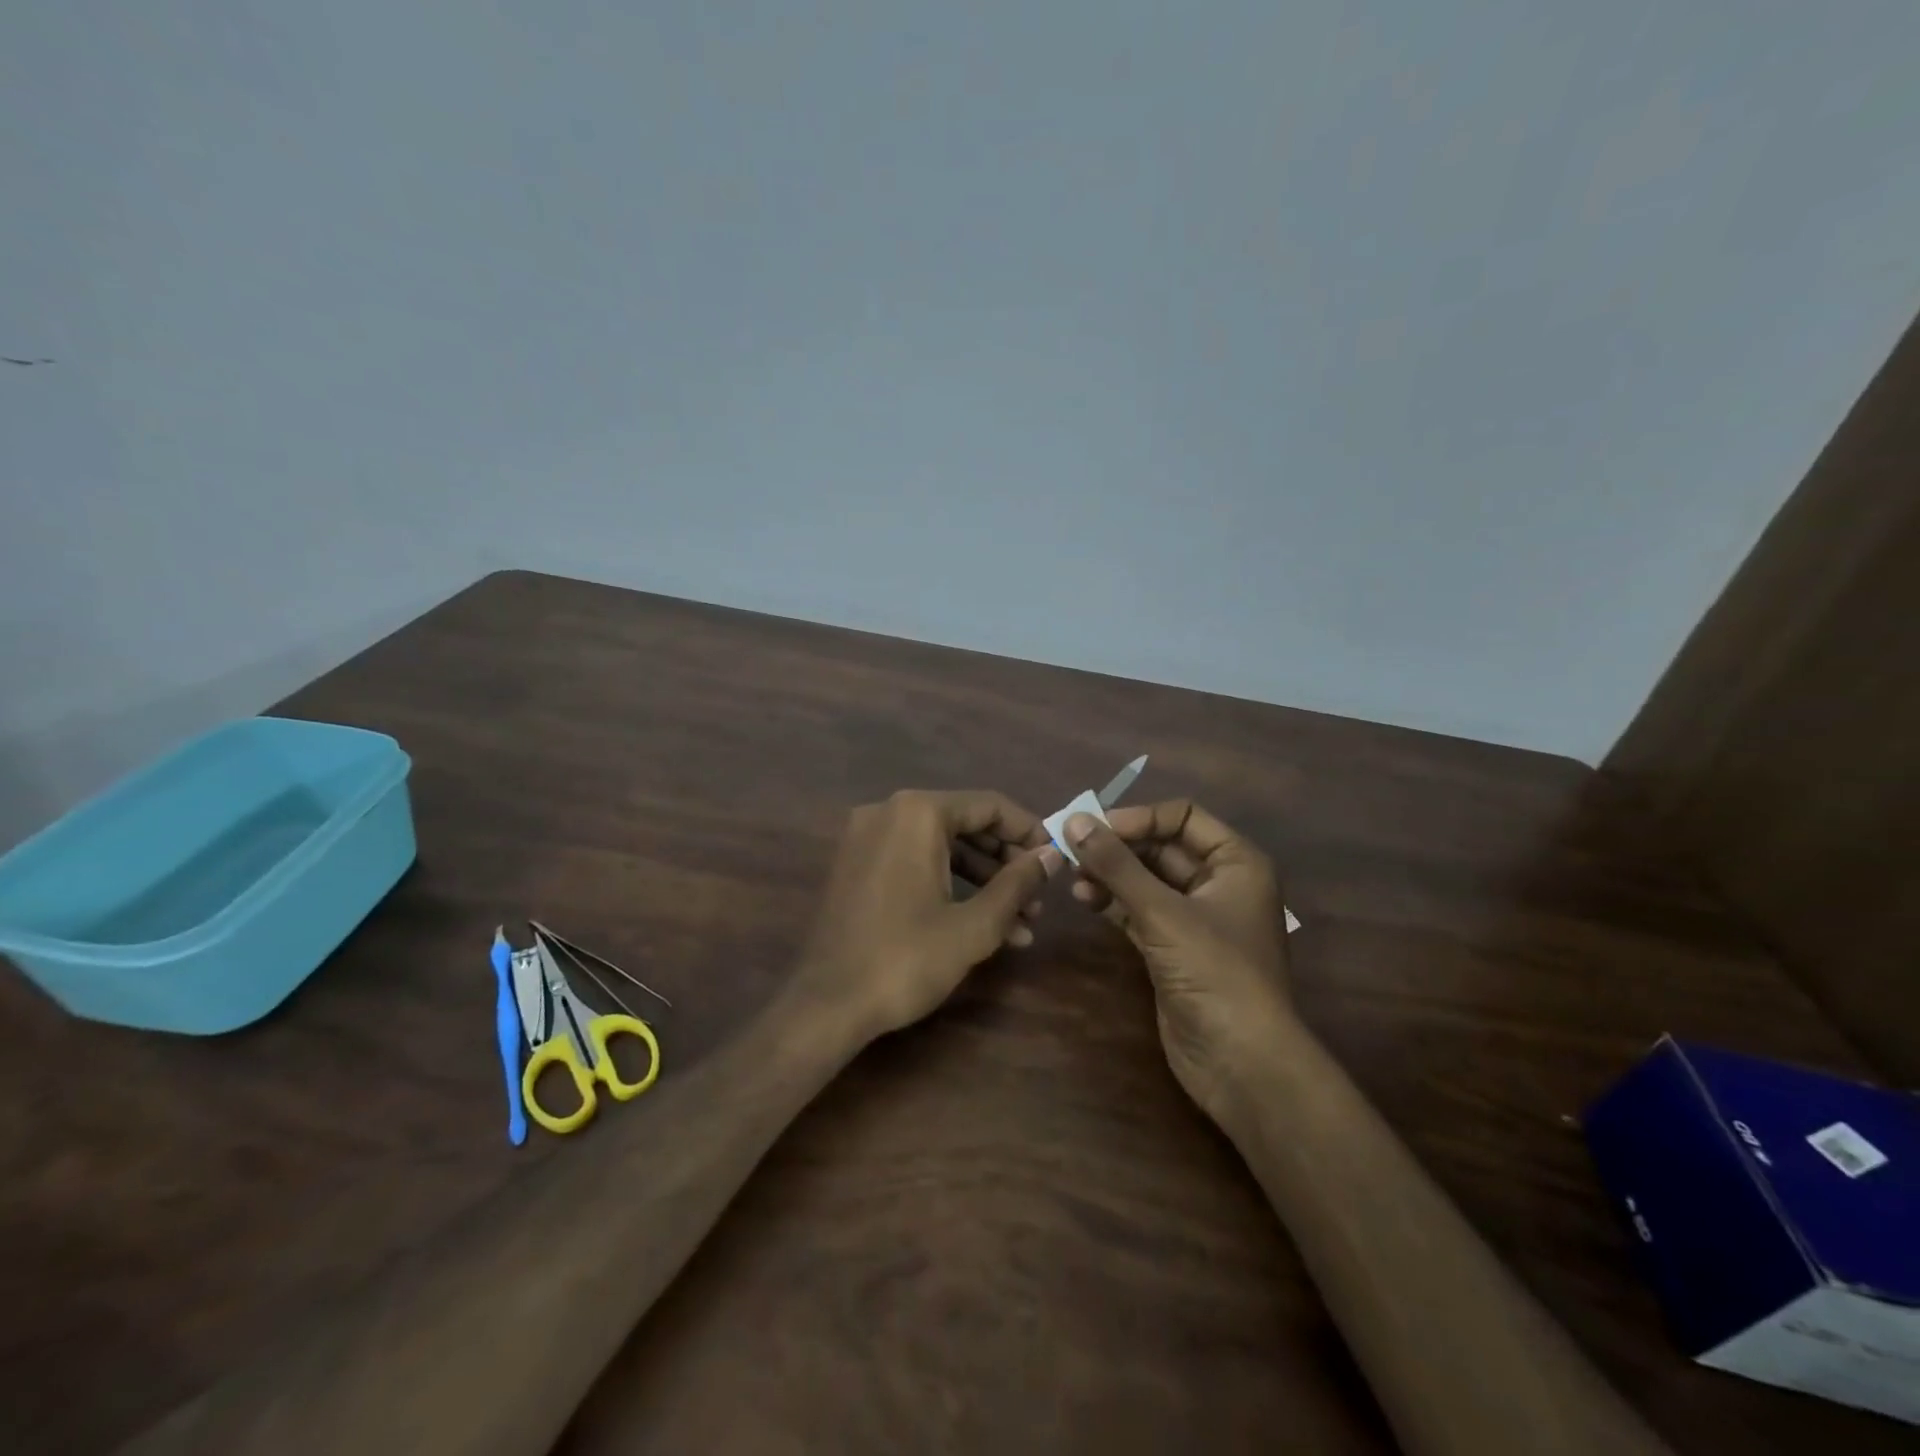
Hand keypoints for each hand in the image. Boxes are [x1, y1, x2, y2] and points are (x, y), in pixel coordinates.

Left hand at [798, 790, 1062, 1039]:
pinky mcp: (856, 866)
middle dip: (1007, 863)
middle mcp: (888, 812)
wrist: (826, 1005)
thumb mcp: (974, 925)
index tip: (1056, 860)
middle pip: (965, 824)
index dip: (1029, 831)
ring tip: (1021, 924)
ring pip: (941, 847)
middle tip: (1039, 898)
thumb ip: (1018, 883)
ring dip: (983, 881)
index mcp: (917, 813)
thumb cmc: (905, 959)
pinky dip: (948, 885)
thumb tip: (1052, 856)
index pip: (989, 805)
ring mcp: (867, 838)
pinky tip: (981, 925)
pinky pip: (914, 862)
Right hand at [1065, 801, 1293, 1121]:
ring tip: (1073, 878)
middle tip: (1072, 850)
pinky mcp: (1174, 948)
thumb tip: (1074, 820)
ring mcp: (1196, 918)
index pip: (1183, 817)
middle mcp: (1219, 883)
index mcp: (1236, 862)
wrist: (1241, 1063)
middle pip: (1162, 847)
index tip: (1095, 828)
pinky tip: (1085, 899)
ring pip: (1147, 880)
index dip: (1139, 817)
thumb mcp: (1164, 913)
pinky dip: (1113, 902)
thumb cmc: (1215, 973)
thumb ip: (1117, 865)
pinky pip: (1140, 910)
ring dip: (1111, 874)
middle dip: (1118, 847)